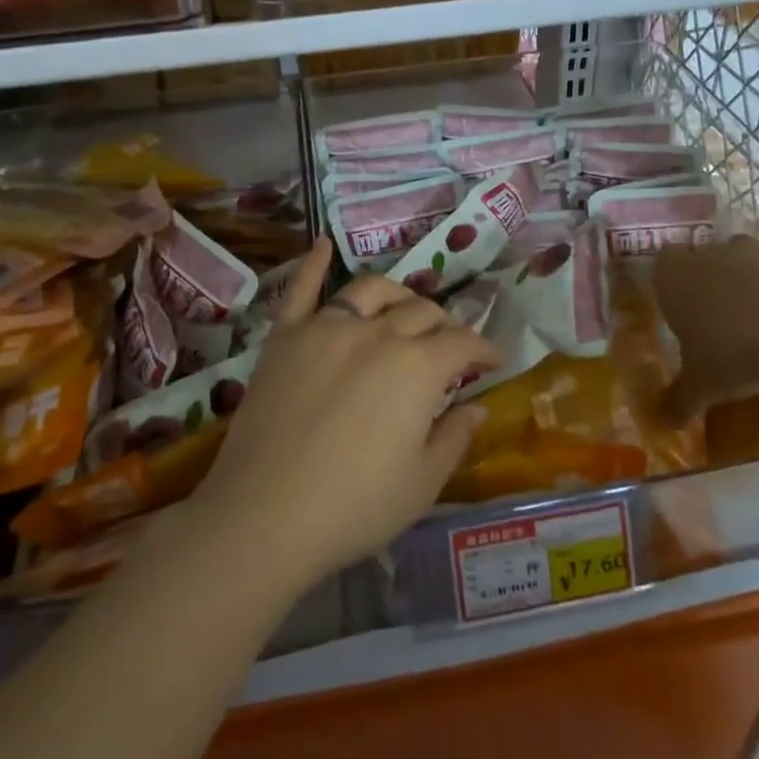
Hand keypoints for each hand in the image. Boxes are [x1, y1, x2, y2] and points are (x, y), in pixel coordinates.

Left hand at [191, 239, 502, 593]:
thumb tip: (476, 407)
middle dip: (445, 326)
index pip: (463, 343)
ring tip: (404, 308)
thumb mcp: (422, 483)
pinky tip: (323, 242)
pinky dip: (314, 263)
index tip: (494, 361)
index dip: (484, 350)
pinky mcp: (285, 336)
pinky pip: (302, 289)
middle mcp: (376, 333)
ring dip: (397, 294)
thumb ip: (454, 436)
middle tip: (450, 347)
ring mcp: (326, 328)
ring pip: (371, 290)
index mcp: (417, 368)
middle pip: (421, 312)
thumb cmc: (354, 507)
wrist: (264, 517)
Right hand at [655, 236, 758, 418]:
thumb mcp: (702, 386)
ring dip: (748, 288)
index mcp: (675, 276)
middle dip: (709, 285)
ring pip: (744, 264)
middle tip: (716, 323)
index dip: (669, 286)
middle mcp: (710, 255)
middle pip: (703, 261)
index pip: (661, 265)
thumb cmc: (733, 352)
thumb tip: (664, 423)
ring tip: (758, 327)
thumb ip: (680, 400)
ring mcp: (756, 253)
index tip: (678, 313)